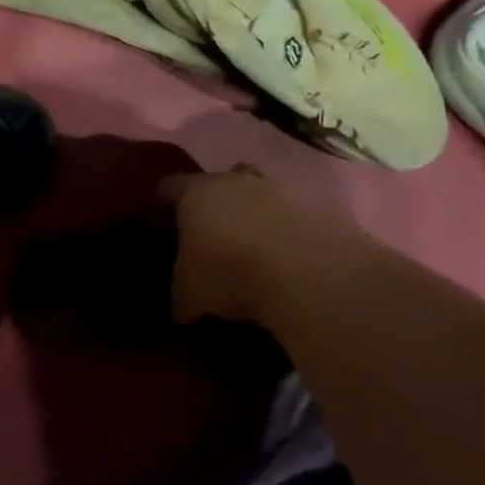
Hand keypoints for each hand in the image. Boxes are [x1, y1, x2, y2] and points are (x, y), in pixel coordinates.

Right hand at [165, 166, 363, 324]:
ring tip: (259, 240)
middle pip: (222, 179)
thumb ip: (181, 294)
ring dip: (260, 209)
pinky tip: (294, 252)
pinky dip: (295, 226)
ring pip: (264, 189)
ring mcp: (283, 187)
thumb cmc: (230, 273)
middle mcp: (237, 179)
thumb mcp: (190, 295)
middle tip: (215, 228)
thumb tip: (181, 306)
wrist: (308, 272)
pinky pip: (300, 211)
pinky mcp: (323, 203)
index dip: (164, 199)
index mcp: (196, 192)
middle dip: (218, 200)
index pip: (170, 185)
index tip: (162, 213)